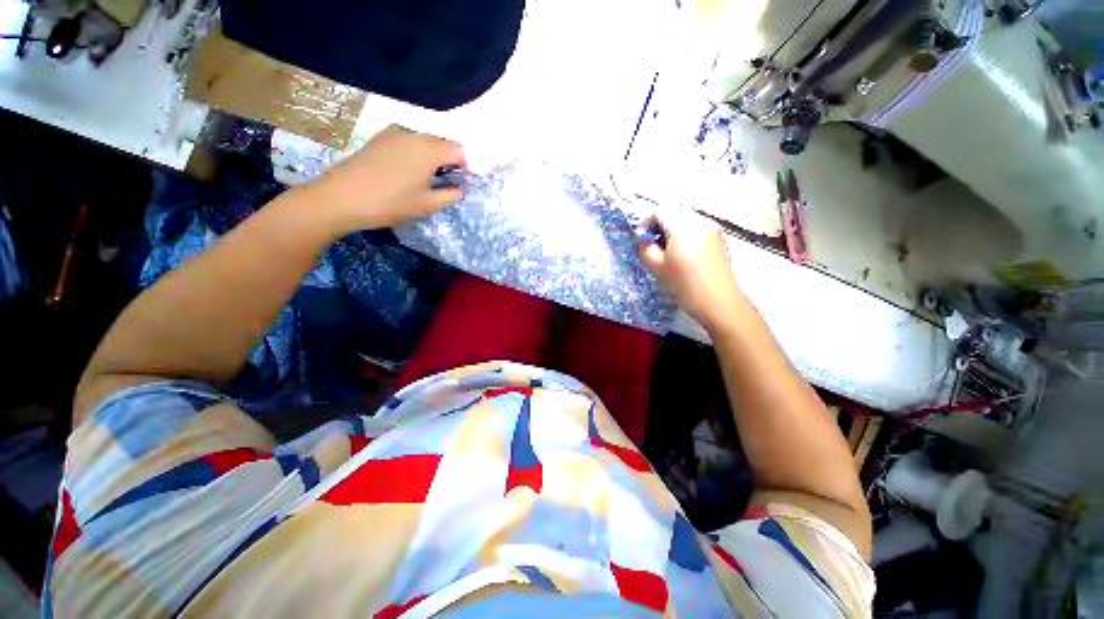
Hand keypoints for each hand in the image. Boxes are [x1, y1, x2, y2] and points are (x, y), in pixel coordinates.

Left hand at [310, 125, 465, 232]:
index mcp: (429, 149)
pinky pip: (408, 141)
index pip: (460, 150)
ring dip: (432, 156)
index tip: (463, 182)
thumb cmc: (390, 202)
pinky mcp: (380, 138)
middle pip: (442, 142)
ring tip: (426, 178)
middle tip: (447, 182)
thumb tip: (460, 188)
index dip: (466, 166)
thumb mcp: (427, 205)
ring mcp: (394, 132)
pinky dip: (415, 153)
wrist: (341, 198)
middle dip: (450, 160)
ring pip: (425, 141)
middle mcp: (414, 134)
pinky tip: (407, 171)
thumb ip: (451, 194)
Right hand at [640, 210, 746, 333]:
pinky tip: (685, 256)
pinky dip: (686, 236)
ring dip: (673, 230)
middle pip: (674, 212)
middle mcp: (700, 220)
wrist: (719, 303)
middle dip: (660, 225)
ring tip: (669, 253)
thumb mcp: (656, 267)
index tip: (643, 240)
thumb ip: (645, 248)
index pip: (660, 210)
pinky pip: (697, 229)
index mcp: (683, 225)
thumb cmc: (684, 284)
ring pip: (686, 220)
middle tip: (654, 246)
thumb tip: (645, 239)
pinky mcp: (719, 239)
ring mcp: (712, 229)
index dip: (647, 222)